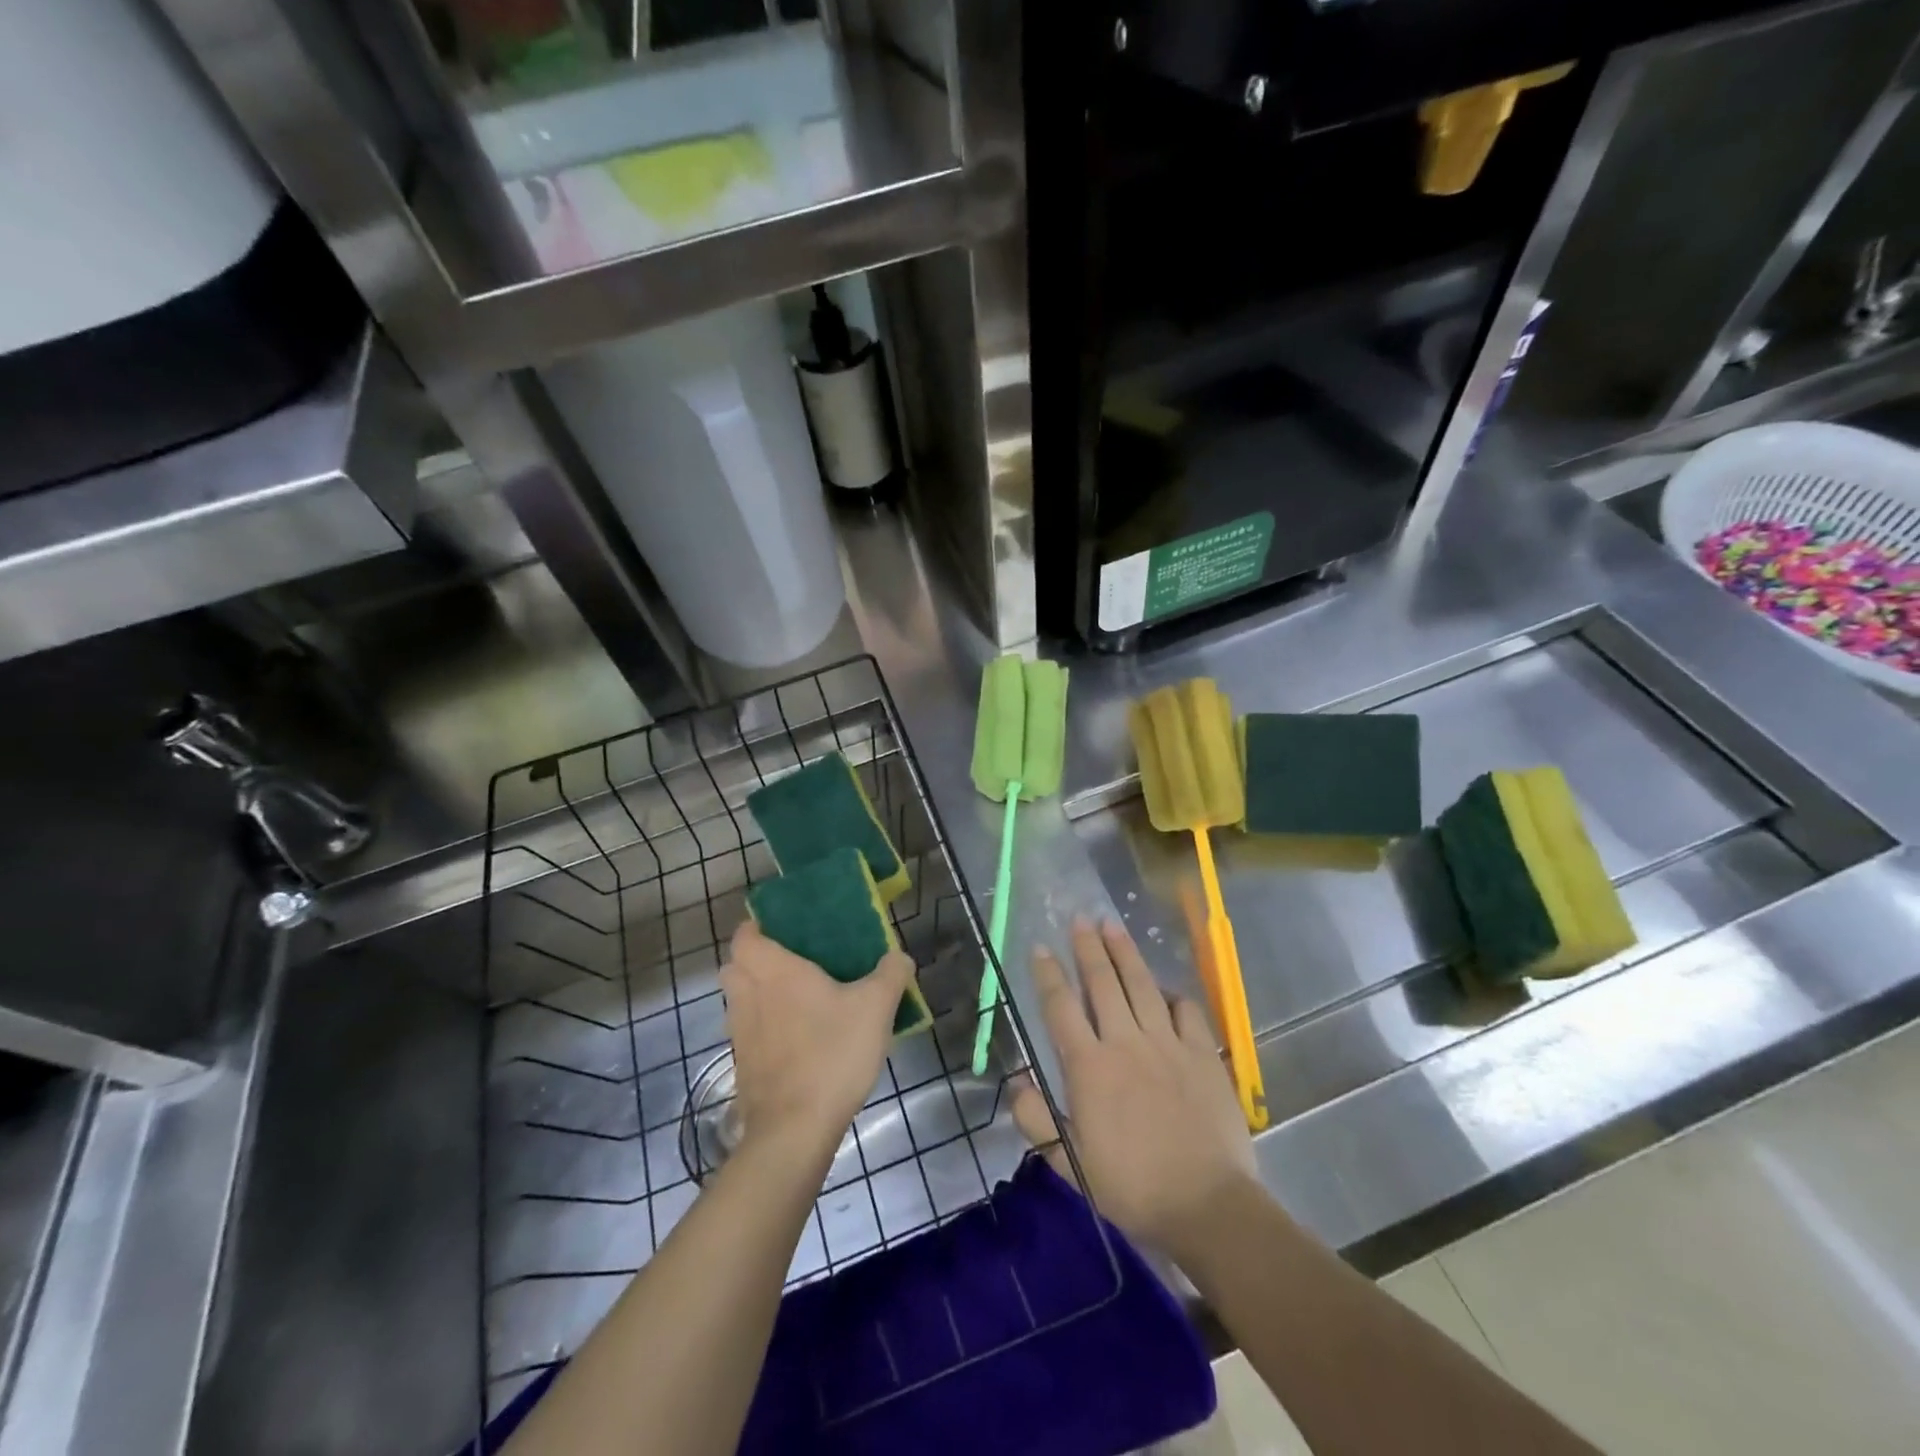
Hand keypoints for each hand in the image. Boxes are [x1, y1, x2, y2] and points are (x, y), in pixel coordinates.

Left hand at [720, 921, 912, 1161]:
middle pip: (735, 967)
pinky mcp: (743, 1067)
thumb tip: (899, 957)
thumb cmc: (832, 1053)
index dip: (757, 927)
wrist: (795, 1130)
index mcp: (774, 971)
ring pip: (739, 1000)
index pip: (744, 936)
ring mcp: (740, 1034)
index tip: (784, 929)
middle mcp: (748, 996)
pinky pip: (748, 1033)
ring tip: (797, 1000)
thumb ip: (891, 975)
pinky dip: (764, 1029)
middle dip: (755, 960)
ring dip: (758, 995)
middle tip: (793, 963)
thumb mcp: (876, 1008)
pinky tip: (797, 1040)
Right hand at [1012, 916, 1256, 1253]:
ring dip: (1125, 953)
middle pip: (1102, 983)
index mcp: (1089, 1067)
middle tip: (1080, 919)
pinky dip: (1173, 995)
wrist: (1206, 1205)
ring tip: (1113, 926)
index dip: (1048, 974)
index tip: (1040, 947)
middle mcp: (1125, 1042)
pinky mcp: (1202, 1053)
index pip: (1061, 1008)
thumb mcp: (1070, 1164)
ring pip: (1141, 985)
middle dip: (1088, 947)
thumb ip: (1037, 1121)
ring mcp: (1167, 1043)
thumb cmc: (1132, 1188)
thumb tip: (1017, 1083)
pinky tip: (1165, 989)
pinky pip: (1186, 1010)